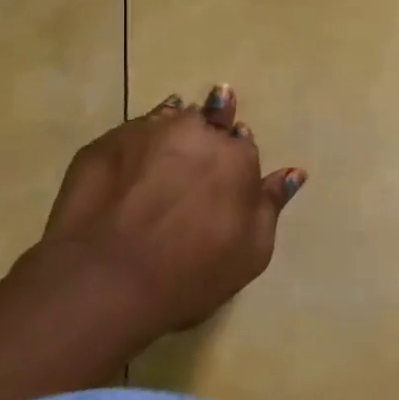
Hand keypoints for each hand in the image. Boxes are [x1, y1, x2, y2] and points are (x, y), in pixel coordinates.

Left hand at [33, 85, 306, 343]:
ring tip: (164, 156)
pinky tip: (129, 168)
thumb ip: (271, 206)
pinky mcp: (104, 144)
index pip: (243, 142)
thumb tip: (294, 173)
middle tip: (196, 161)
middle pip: (207, 120)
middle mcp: (195, 132)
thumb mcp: (250, 252)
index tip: (225, 177)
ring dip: (172, 131)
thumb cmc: (191, 273)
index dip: (234, 157)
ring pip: (168, 118)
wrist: (105, 281)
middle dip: (207, 133)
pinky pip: (129, 134)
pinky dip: (135, 147)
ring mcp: (146, 133)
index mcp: (236, 157)